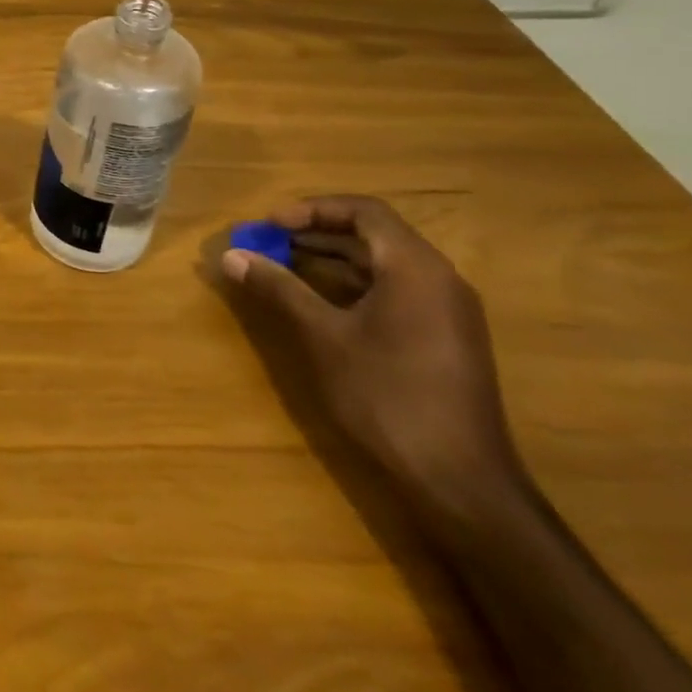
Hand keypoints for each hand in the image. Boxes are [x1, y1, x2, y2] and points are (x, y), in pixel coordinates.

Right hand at [222, 196, 526, 521]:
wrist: (460, 481)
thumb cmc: (387, 396)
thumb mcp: (322, 337)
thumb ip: (279, 289)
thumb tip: (232, 256)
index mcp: (415, 268)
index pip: (364, 211)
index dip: (311, 209)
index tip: (268, 225)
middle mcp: (439, 279)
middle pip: (374, 234)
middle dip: (315, 233)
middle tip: (266, 244)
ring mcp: (447, 311)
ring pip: (383, 264)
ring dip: (331, 259)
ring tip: (282, 268)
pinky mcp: (444, 338)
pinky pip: (394, 290)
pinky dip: (352, 284)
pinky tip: (318, 303)